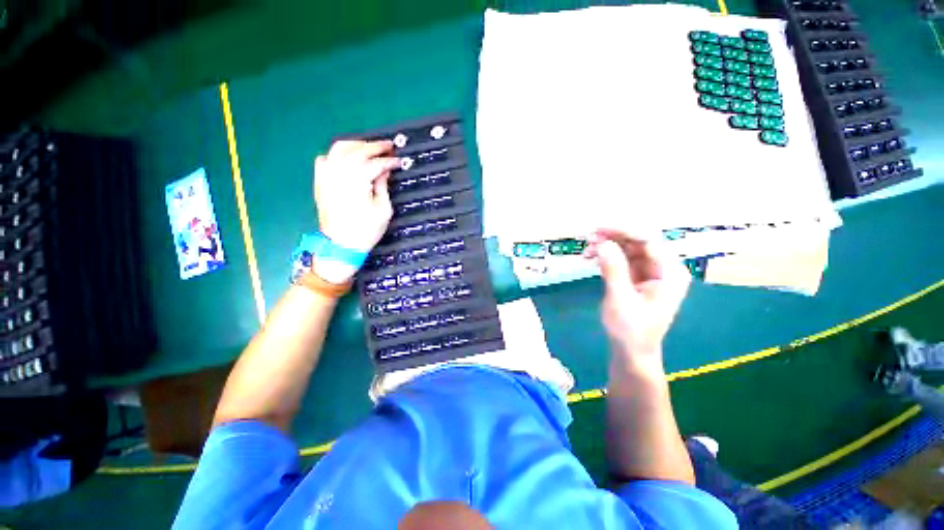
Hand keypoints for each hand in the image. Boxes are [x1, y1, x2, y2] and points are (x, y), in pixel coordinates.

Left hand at [314, 140, 399, 252]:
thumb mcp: (383, 210)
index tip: (399, 161)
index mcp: (357, 181)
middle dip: (375, 146)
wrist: (341, 244)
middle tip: (389, 146)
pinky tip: (346, 158)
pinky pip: (325, 158)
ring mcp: (327, 175)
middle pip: (358, 150)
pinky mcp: (320, 181)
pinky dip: (336, 154)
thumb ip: (383, 186)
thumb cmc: (366, 230)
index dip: (389, 161)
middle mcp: (340, 173)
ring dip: (356, 144)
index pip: (376, 163)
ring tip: (369, 147)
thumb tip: (384, 171)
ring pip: (339, 148)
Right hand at [586, 229, 690, 368]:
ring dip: (608, 246)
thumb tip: (603, 243)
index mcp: (670, 273)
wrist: (631, 352)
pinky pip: (623, 259)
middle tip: (589, 237)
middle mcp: (663, 268)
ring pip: (629, 248)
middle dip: (614, 237)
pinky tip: (592, 257)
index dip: (624, 231)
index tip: (599, 229)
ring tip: (587, 249)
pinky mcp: (637, 277)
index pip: (649, 241)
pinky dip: (607, 256)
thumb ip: (613, 269)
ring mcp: (650, 272)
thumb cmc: (630, 330)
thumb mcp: (620, 299)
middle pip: (639, 241)